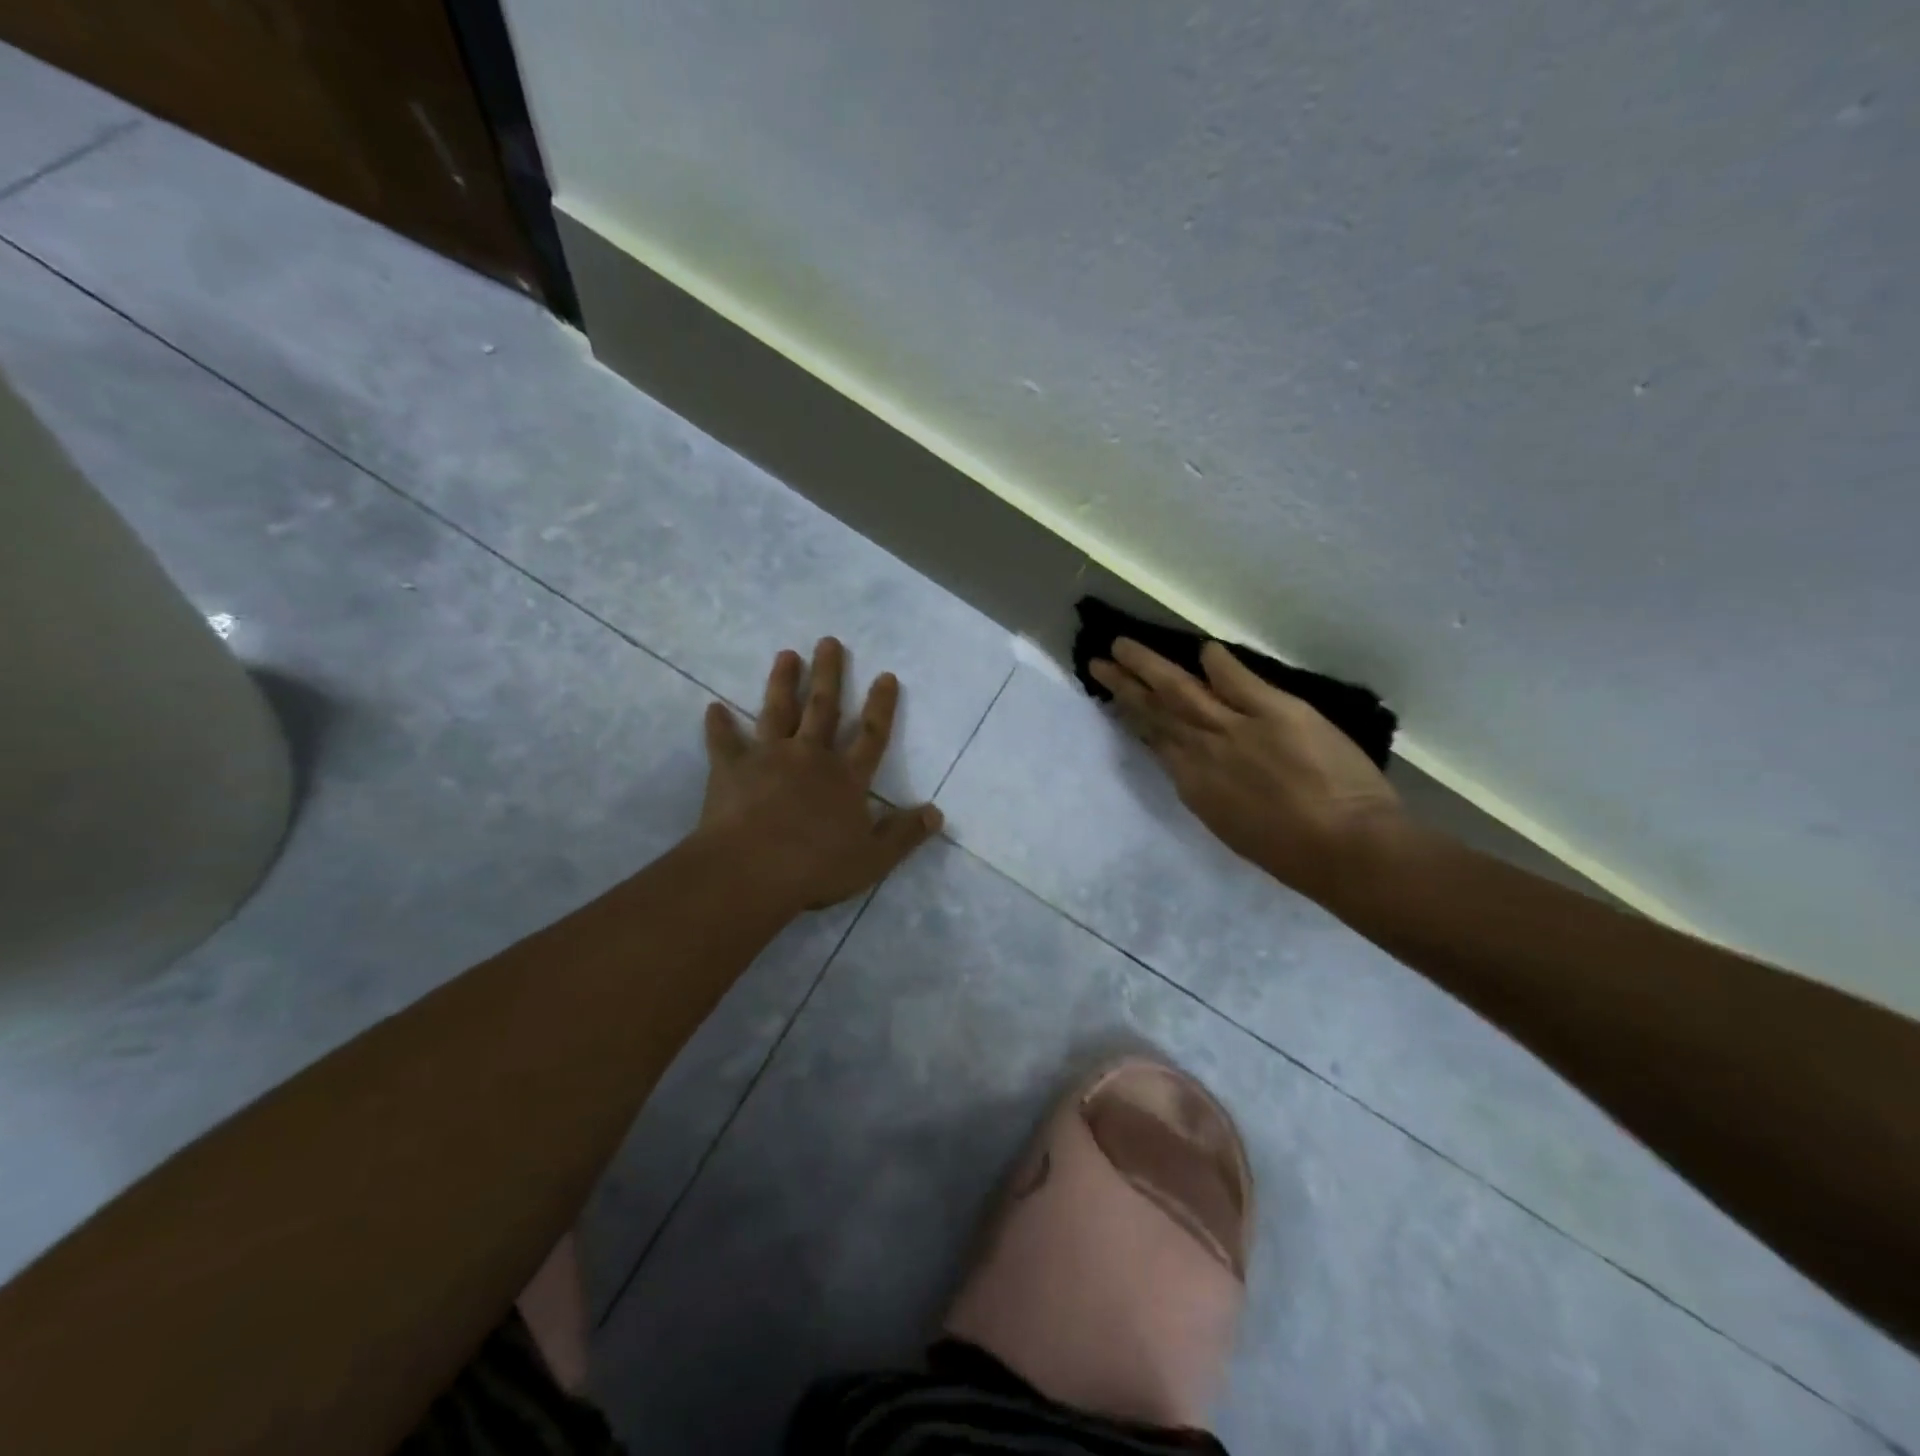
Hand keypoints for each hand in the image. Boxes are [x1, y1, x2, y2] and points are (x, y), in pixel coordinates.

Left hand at [698, 638, 941, 909]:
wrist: (752, 870)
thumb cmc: (816, 867)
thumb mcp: (873, 858)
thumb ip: (904, 834)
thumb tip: (937, 814)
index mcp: (846, 778)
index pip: (872, 735)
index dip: (881, 705)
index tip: (886, 675)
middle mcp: (810, 757)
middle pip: (823, 708)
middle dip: (828, 674)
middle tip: (828, 641)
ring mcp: (769, 757)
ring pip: (777, 711)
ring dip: (782, 682)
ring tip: (786, 655)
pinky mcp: (731, 769)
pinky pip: (724, 742)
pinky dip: (718, 725)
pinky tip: (713, 708)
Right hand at [1090, 638, 1405, 902]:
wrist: (1345, 849)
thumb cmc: (1291, 853)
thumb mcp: (1231, 826)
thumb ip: (1209, 790)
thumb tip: (1193, 767)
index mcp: (1193, 784)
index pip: (1155, 740)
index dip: (1133, 717)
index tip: (1117, 698)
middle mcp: (1202, 751)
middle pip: (1156, 710)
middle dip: (1125, 684)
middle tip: (1099, 661)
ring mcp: (1236, 728)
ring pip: (1181, 690)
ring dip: (1150, 666)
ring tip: (1123, 645)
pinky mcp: (1275, 711)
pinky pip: (1237, 680)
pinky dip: (1218, 663)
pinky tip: (1203, 648)